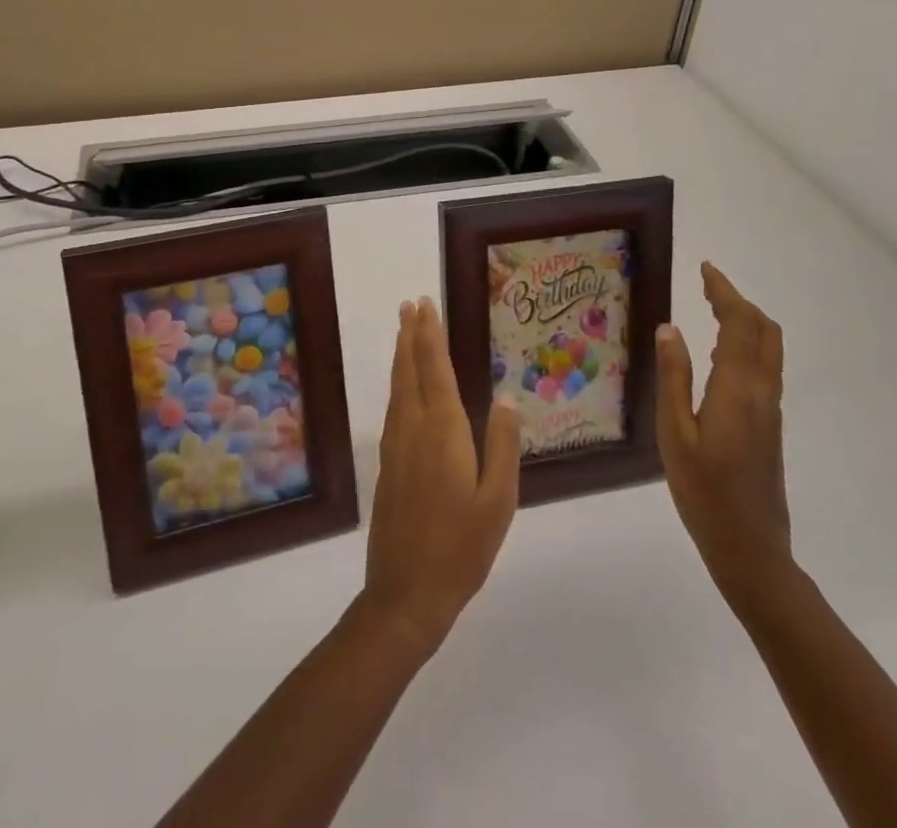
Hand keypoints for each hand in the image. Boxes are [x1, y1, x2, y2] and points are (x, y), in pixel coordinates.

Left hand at [360, 298, 520, 654]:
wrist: (406, 592)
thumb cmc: (462, 548)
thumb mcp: (498, 501)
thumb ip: (503, 446)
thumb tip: (508, 398)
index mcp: (444, 432)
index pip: (435, 369)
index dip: (430, 336)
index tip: (426, 306)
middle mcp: (414, 428)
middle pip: (410, 370)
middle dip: (411, 335)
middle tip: (410, 304)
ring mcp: (396, 445)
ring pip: (397, 387)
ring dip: (401, 355)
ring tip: (404, 331)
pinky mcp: (388, 463)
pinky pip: (393, 407)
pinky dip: (398, 383)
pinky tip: (402, 386)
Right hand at [655, 262, 793, 603]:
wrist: (751, 549)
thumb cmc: (704, 492)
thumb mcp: (674, 433)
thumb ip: (673, 377)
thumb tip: (669, 328)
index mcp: (738, 389)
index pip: (739, 324)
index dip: (724, 292)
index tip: (706, 269)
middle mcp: (762, 392)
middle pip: (764, 331)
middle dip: (739, 301)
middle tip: (707, 285)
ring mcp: (770, 410)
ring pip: (768, 349)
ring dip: (746, 321)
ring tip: (712, 309)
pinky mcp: (769, 425)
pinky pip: (763, 368)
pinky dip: (745, 344)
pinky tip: (717, 355)